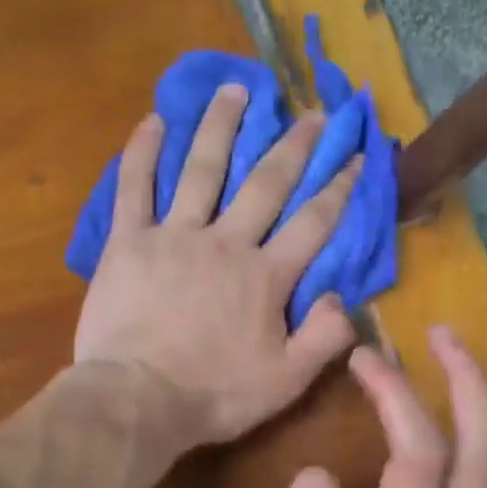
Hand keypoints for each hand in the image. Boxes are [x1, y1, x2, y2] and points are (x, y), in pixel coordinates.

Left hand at [74, 84, 360, 448]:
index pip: (313, 223)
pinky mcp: (128, 242)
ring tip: (237, 89)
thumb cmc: (213, 395)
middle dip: (293, 146)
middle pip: (265, 183)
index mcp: (266, 276)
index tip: (358, 156)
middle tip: (311, 112)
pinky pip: (134, 188)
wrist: (137, 399)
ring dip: (221, 127)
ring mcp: (174, 236)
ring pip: (201, 170)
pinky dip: (142, 152)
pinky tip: (154, 120)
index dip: (340, 188)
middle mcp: (225, 242)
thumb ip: (324, 339)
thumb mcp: (285, 382)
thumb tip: (346, 298)